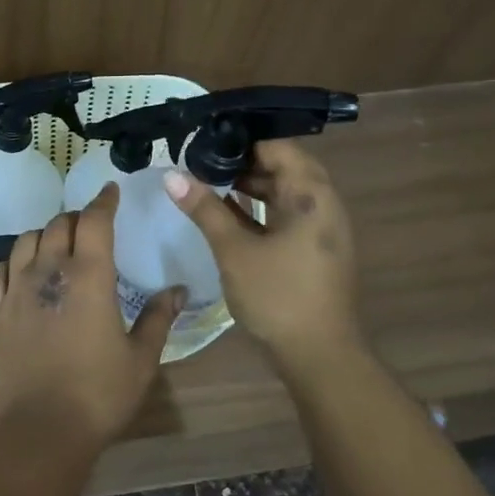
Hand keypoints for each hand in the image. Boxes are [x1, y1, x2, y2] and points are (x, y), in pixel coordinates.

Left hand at [0, 183, 185, 452]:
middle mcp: (49, 272)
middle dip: (77, 219)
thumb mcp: (141, 358)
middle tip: (91, 227)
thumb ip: (159, 317)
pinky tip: (18, 272)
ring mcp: (16, 291)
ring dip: (44, 235)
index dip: (103, 201)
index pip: (94, 221)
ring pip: (25, 241)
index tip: (110, 190)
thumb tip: (179, 289)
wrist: (43, 429)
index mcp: (89, 276)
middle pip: (59, 225)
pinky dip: (8, 264)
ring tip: (57, 246)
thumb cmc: (100, 393)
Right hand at [164, 139, 361, 367]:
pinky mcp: (314, 249)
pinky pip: (285, 214)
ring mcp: (321, 228)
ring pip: (283, 192)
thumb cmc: (278, 296)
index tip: (205, 139)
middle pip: (282, 166)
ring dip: (249, 185)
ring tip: (207, 181)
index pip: (277, 146)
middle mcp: (322, 203)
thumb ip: (204, 209)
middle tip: (201, 159)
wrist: (320, 356)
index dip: (241, 139)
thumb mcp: (234, 250)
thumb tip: (171, 175)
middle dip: (242, 161)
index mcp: (311, 194)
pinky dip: (259, 208)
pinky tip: (227, 212)